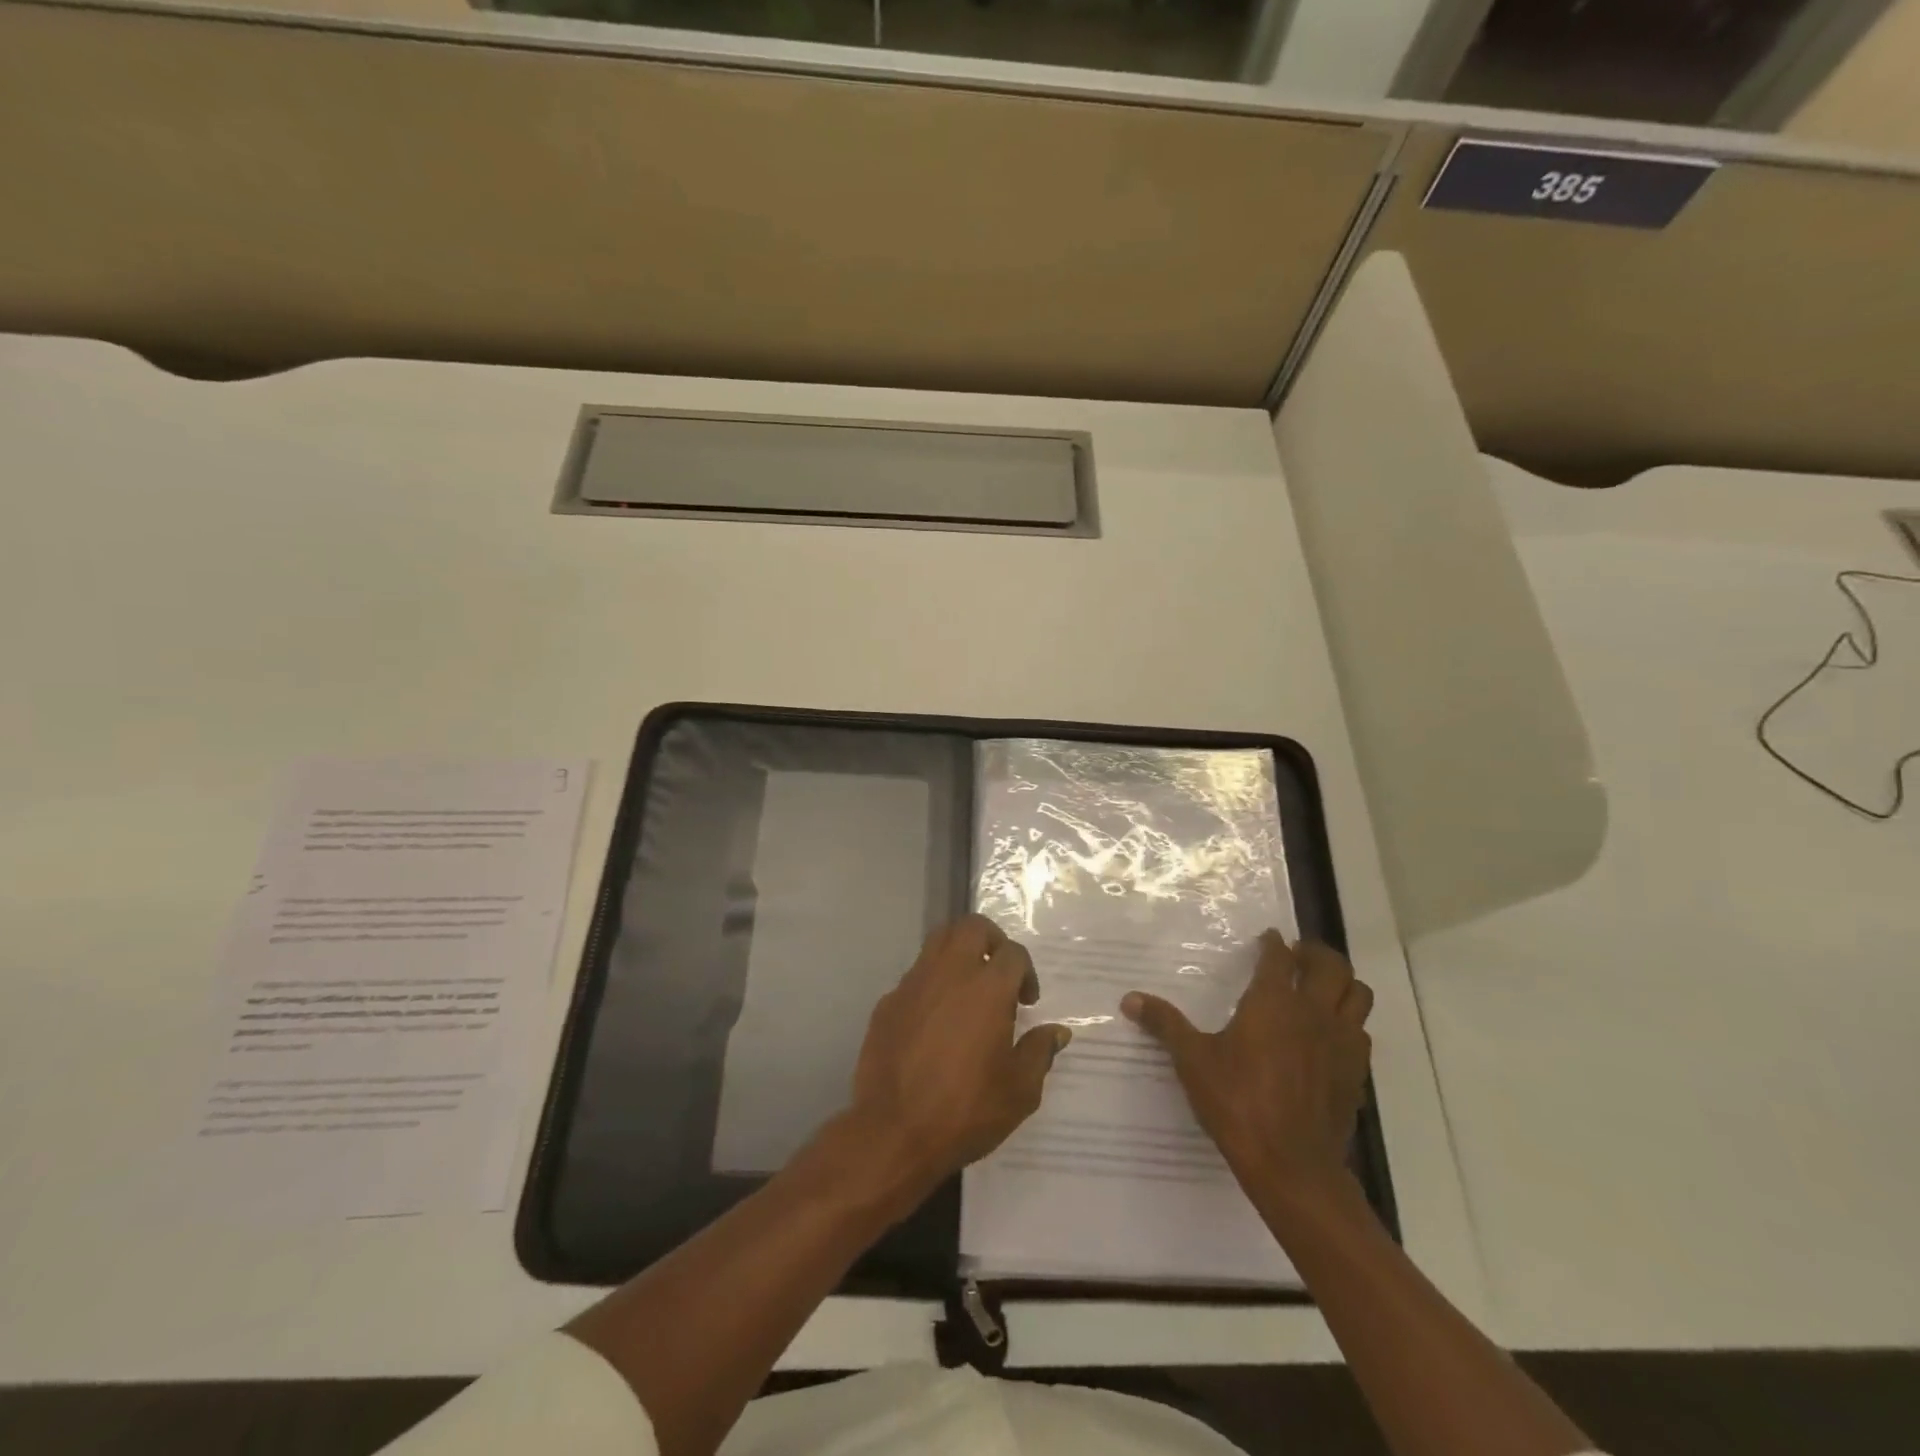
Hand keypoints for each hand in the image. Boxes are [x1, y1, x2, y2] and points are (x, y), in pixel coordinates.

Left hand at [842, 915, 1068, 1200]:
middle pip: (972, 927)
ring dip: (959, 953)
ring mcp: (914, 984)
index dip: (1026, 972)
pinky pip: (915, 975)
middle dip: (992, 940)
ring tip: (969, 987)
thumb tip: (1057, 1032)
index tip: (1027, 1002)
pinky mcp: (888, 1002)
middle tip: (999, 972)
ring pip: (939, 941)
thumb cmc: (965, 1111)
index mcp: (987, 989)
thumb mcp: (1019, 1091)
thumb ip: (1039, 1053)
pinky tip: (936, 1020)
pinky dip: (932, 983)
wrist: (893, 1131)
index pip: (1013, 953)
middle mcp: (950, 974)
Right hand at [1123, 930, 1371, 1196]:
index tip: (1266, 939)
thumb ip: (1165, 1024)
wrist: (1292, 1167)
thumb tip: (1129, 999)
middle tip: (1297, 956)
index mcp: (1274, 1002)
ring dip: (1341, 984)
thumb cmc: (1238, 1103)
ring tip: (1319, 988)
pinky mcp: (1356, 1073)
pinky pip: (1361, 1033)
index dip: (1273, 944)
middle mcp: (1313, 1012)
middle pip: (1332, 966)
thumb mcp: (1193, 1060)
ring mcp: (1341, 1043)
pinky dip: (1348, 1023)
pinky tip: (1328, 1036)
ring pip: (1358, 995)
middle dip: (1316, 954)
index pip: (1279, 957)